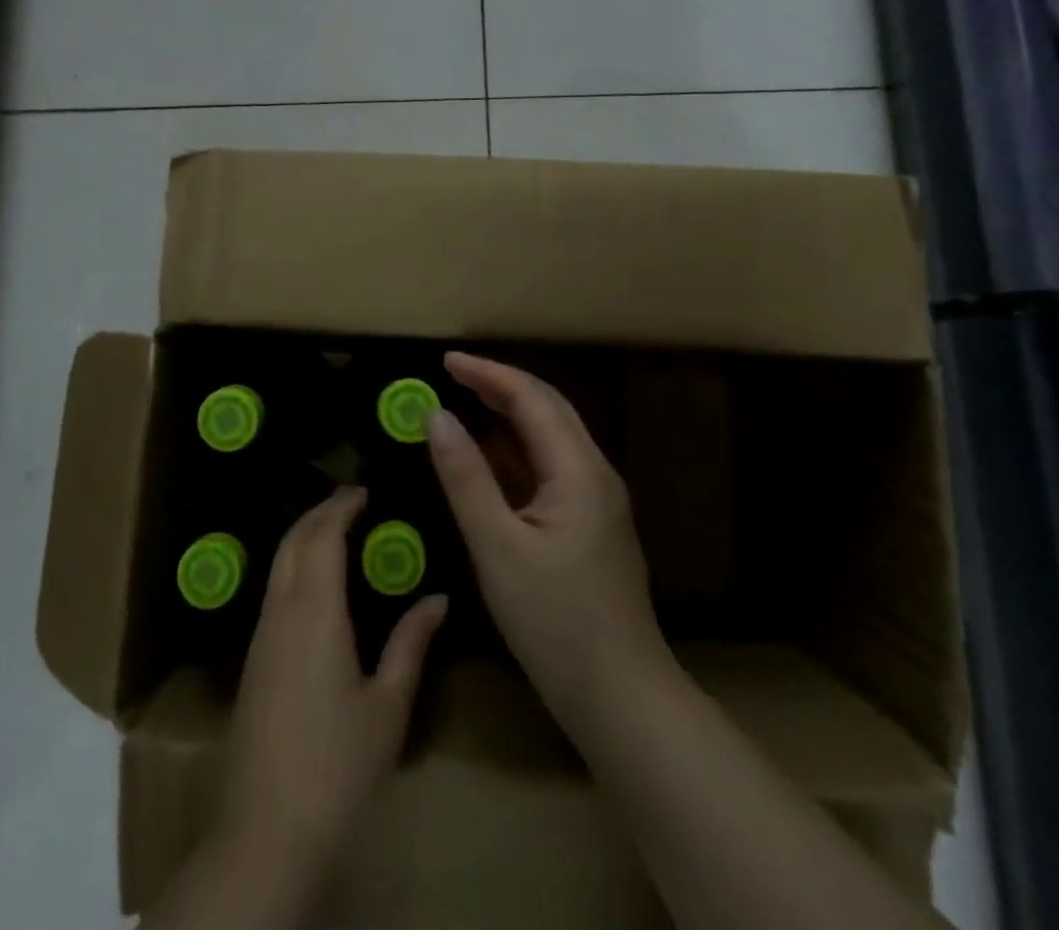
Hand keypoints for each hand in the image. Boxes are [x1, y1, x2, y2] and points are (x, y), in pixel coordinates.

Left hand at [216, 486, 448, 892]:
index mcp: (314, 612)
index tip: (364, 489)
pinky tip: (316, 583)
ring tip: (337, 531)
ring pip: (278, 564)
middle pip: (293, 541)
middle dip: (319, 512)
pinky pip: (273, 590)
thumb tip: (437, 598)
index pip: (322, 537)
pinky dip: (294, 566)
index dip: (340, 506)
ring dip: (304, 537)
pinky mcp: (252, 661)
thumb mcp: (387, 706)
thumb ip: (411, 644)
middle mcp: (281, 612)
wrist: (265, 832)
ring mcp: (260, 637)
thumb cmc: (337, 766)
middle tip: (352, 500)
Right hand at [428, 353, 670, 731]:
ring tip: (466, 402)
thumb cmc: (556, 623)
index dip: (488, 373)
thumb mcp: (497, 548)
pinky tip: (493, 459)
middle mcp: (595, 473)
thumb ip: (466, 478)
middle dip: (500, 385)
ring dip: (510, 414)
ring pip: (552, 437)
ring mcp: (598, 500)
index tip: (445, 360)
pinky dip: (518, 450)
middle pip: (548, 409)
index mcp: (578, 470)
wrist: (622, 698)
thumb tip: (436, 417)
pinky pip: (552, 467)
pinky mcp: (591, 525)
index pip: (532, 399)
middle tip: (452, 375)